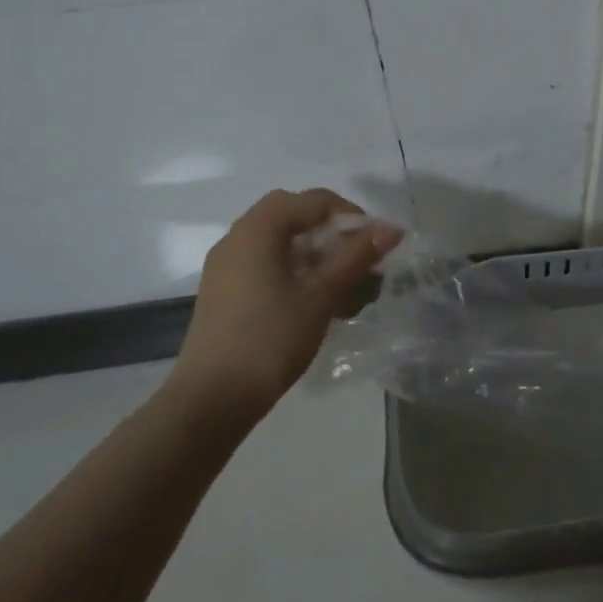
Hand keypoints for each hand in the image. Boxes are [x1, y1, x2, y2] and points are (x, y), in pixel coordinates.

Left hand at [160, 188, 402, 426]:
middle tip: (353, 253)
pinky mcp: (222, 290)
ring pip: (275, 236)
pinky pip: (261, 259)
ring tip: (336, 278)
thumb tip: (392, 228)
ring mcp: (225, 265)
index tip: (373, 244)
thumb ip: (356, 256)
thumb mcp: (322, 295)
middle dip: (328, 226)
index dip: (350, 214)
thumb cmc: (271, 339)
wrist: (210, 401)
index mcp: (258, 229)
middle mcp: (237, 237)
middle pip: (291, 212)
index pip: (313, 200)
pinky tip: (308, 296)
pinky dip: (289, 264)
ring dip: (310, 246)